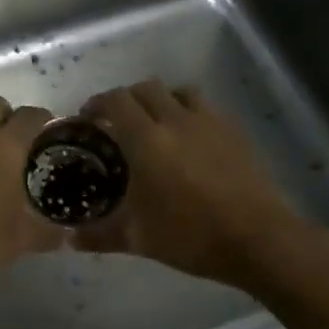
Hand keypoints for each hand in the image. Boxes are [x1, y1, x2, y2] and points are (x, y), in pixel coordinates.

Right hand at [73, 80, 328, 290]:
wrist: (258, 239)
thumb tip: (70, 239)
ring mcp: (209, 122)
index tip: (88, 119)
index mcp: (147, 140)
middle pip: (145, 88)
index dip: (97, 104)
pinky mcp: (234, 131)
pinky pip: (205, 107)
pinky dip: (189, 112)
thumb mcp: (138, 239)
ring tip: (155, 123)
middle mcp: (176, 120)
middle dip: (126, 99)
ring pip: (178, 91)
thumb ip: (99, 235)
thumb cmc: (191, 236)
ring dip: (161, 100)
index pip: (115, 101)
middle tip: (117, 123)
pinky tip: (189, 140)